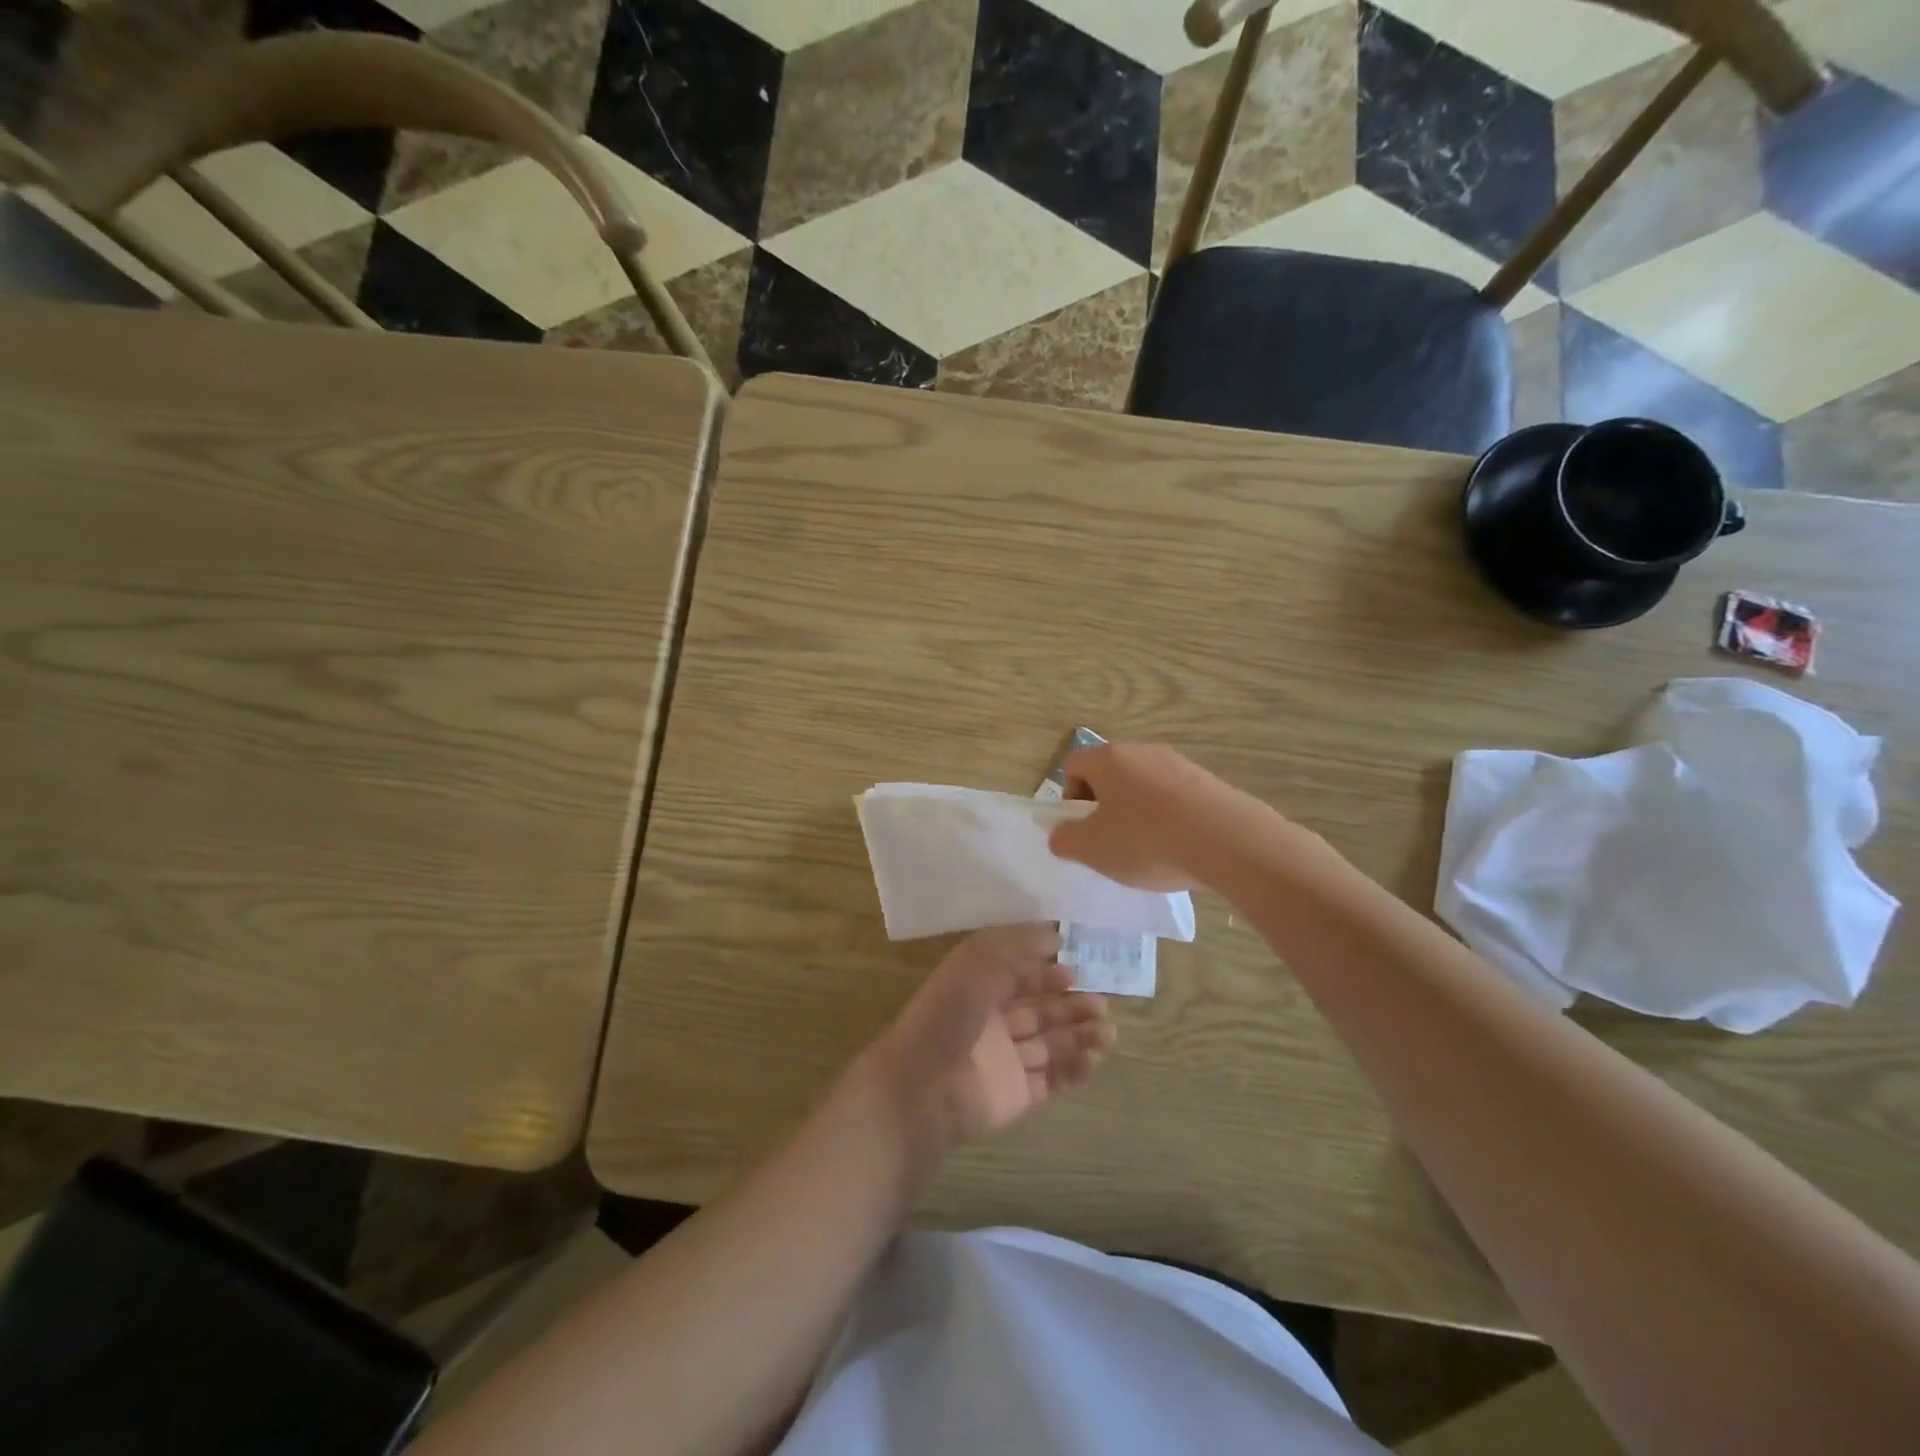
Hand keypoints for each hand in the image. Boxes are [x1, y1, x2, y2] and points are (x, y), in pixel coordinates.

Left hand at [866, 925, 1114, 1145]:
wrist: (925, 1085)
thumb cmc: (950, 1013)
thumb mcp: (978, 960)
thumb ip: (1017, 944)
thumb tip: (1055, 936)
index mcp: (979, 990)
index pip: (1020, 978)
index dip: (1047, 974)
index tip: (1075, 973)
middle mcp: (993, 1023)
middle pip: (1041, 1011)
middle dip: (1072, 1006)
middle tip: (1101, 1005)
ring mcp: (1006, 1061)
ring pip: (1052, 1044)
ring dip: (1081, 1036)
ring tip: (1108, 1032)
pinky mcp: (1018, 1095)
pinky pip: (1053, 1080)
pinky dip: (1075, 1070)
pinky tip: (1093, 1060)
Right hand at [1047, 742, 1246, 890]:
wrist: (1228, 843)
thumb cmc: (1148, 841)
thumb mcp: (1093, 849)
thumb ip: (1066, 840)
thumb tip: (1061, 834)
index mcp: (1109, 758)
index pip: (1073, 765)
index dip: (1069, 797)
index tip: (1082, 829)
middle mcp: (1144, 751)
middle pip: (1110, 774)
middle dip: (1105, 807)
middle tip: (1111, 843)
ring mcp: (1181, 764)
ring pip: (1144, 787)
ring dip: (1138, 814)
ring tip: (1149, 851)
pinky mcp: (1210, 783)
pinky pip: (1176, 798)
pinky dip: (1170, 820)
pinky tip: (1180, 849)